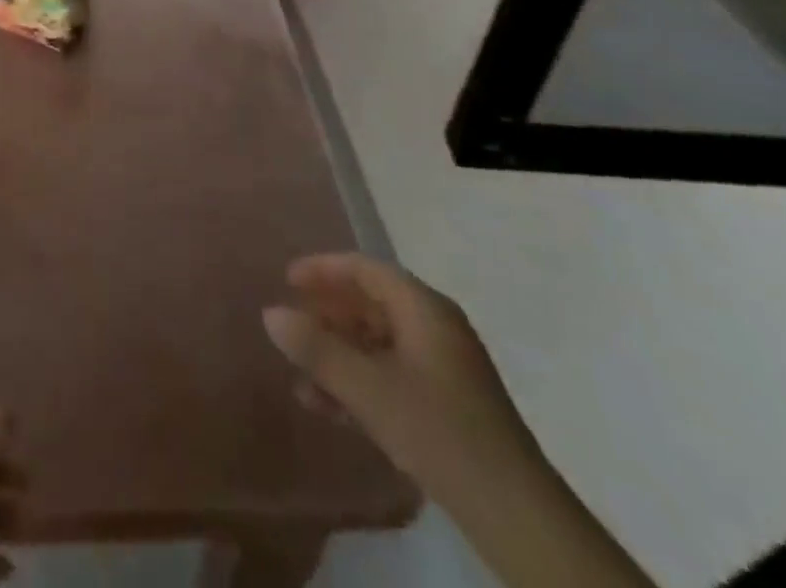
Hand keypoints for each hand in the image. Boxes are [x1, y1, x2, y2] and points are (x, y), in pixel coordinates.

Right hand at [262, 254, 541, 501]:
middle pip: (371, 304)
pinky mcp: (447, 405)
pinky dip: (360, 383)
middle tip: (291, 327)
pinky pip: (392, 375)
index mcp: (424, 308)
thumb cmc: (439, 431)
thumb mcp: (368, 389)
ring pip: (379, 344)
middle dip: (328, 316)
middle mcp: (435, 327)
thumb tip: (270, 313)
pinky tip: (330, 408)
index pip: (365, 269)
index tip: (287, 280)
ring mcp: (444, 367)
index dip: (324, 270)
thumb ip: (317, 349)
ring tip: (301, 378)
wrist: (515, 515)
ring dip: (339, 356)